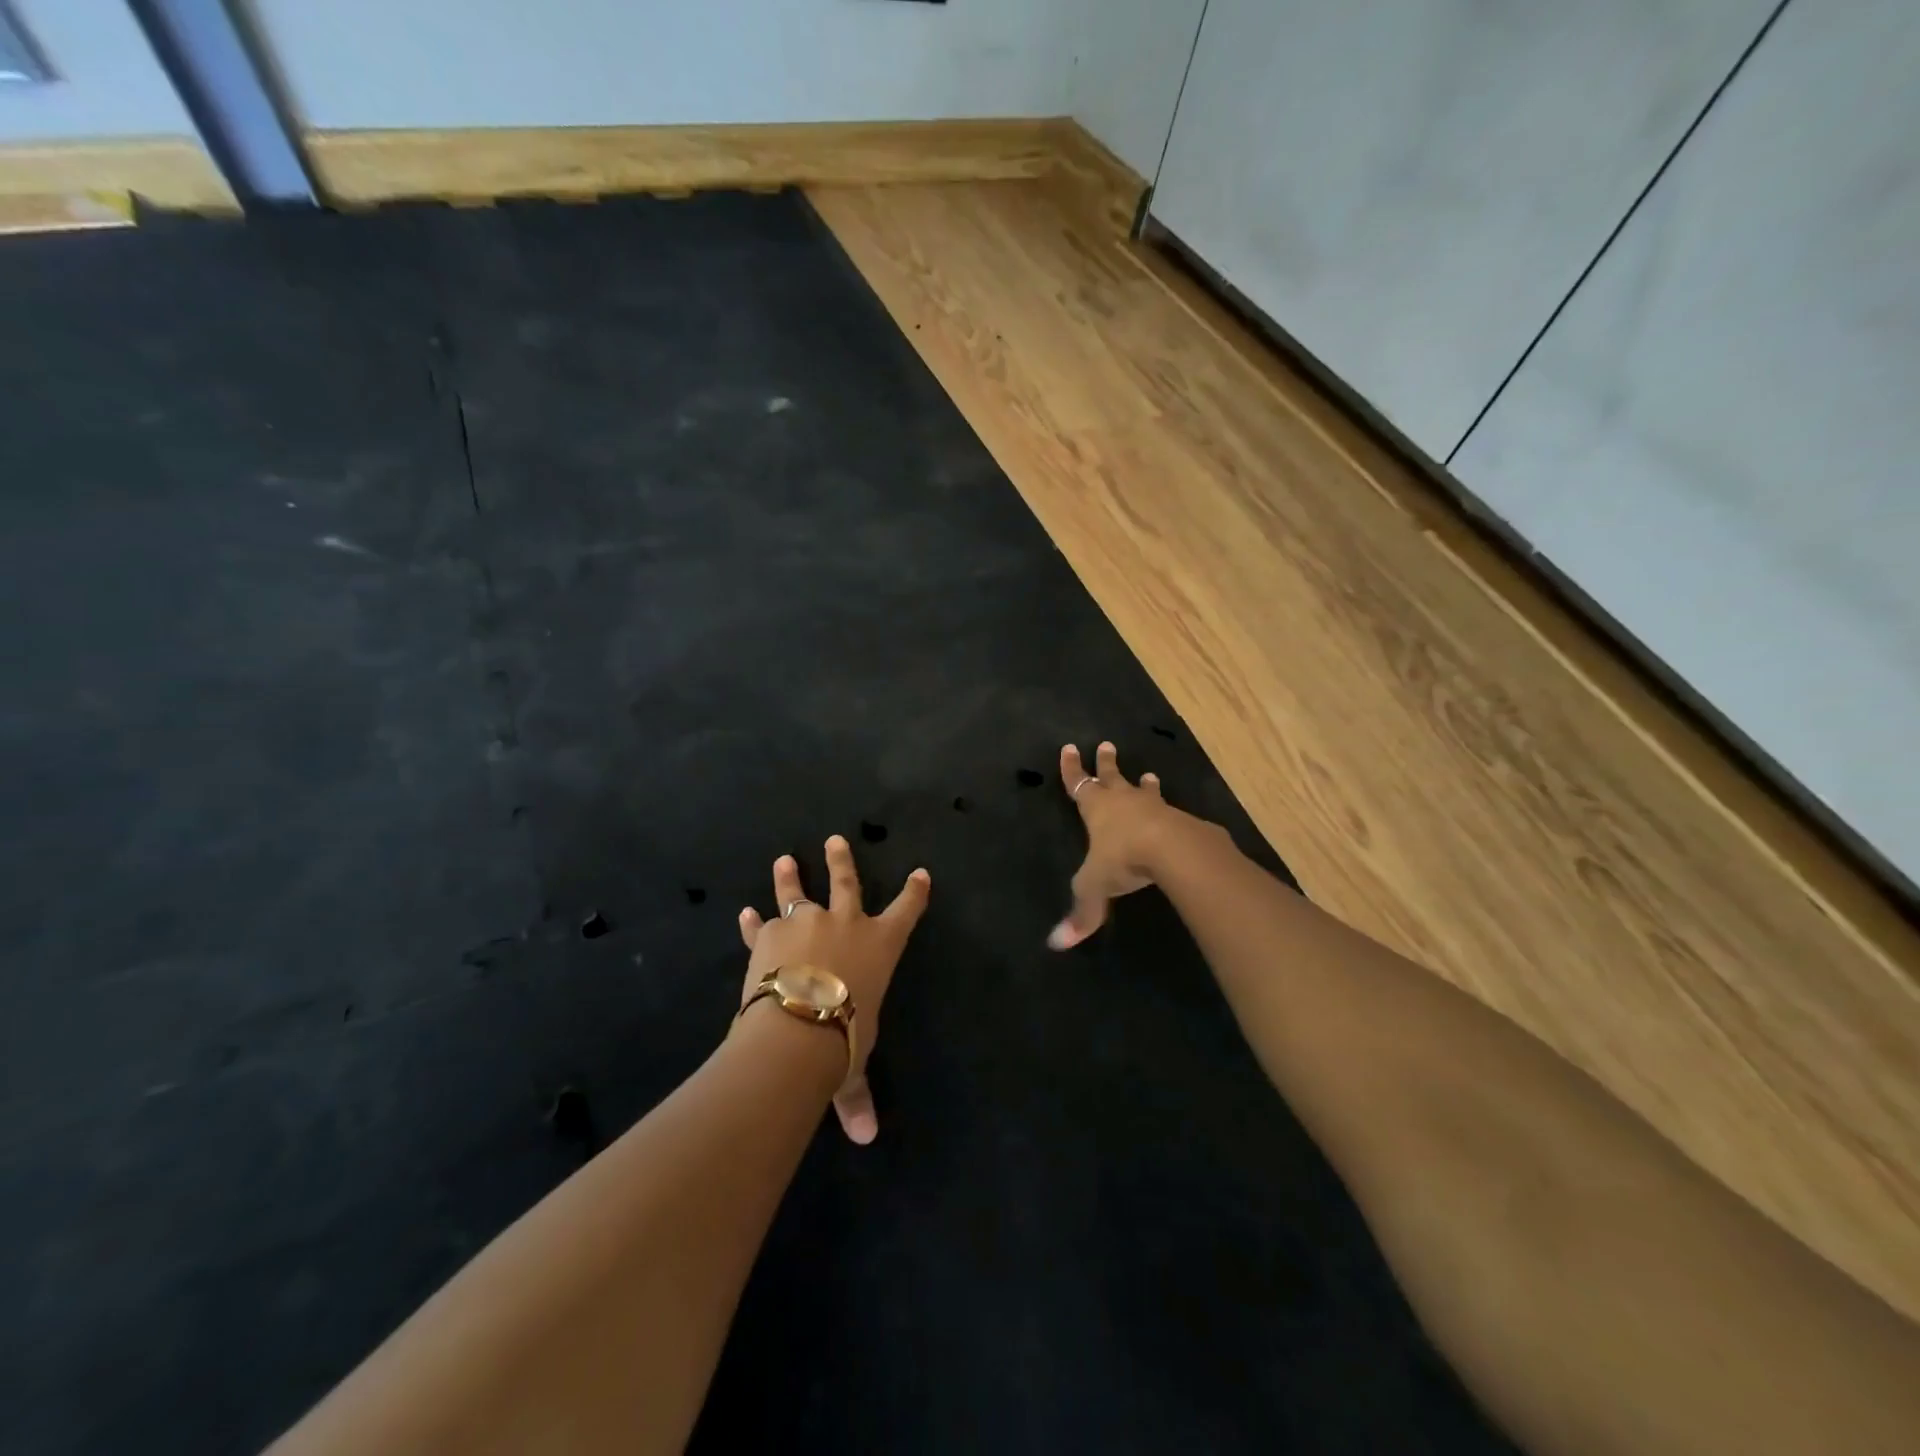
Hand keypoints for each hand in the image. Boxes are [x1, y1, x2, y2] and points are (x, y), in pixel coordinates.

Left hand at [736, 836, 930, 1143]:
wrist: (798, 1026)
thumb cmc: (843, 1039)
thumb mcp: (854, 1066)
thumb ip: (857, 1097)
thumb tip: (866, 1139)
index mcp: (880, 946)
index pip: (906, 911)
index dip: (915, 892)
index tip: (921, 873)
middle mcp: (846, 924)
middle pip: (847, 882)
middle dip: (842, 861)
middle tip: (835, 840)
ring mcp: (806, 923)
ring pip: (799, 892)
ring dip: (790, 877)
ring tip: (784, 860)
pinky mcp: (770, 934)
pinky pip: (761, 925)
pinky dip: (752, 923)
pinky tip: (744, 912)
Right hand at [1049, 740, 1177, 949]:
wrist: (1174, 849)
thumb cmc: (1124, 859)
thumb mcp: (1095, 887)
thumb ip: (1081, 913)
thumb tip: (1057, 944)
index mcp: (1097, 809)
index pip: (1078, 784)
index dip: (1072, 769)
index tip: (1069, 748)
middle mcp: (1124, 801)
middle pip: (1112, 777)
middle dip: (1106, 763)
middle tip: (1106, 744)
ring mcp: (1154, 807)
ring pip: (1145, 791)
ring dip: (1145, 784)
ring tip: (1150, 775)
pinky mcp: (1181, 820)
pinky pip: (1171, 812)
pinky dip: (1169, 811)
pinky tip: (1177, 815)